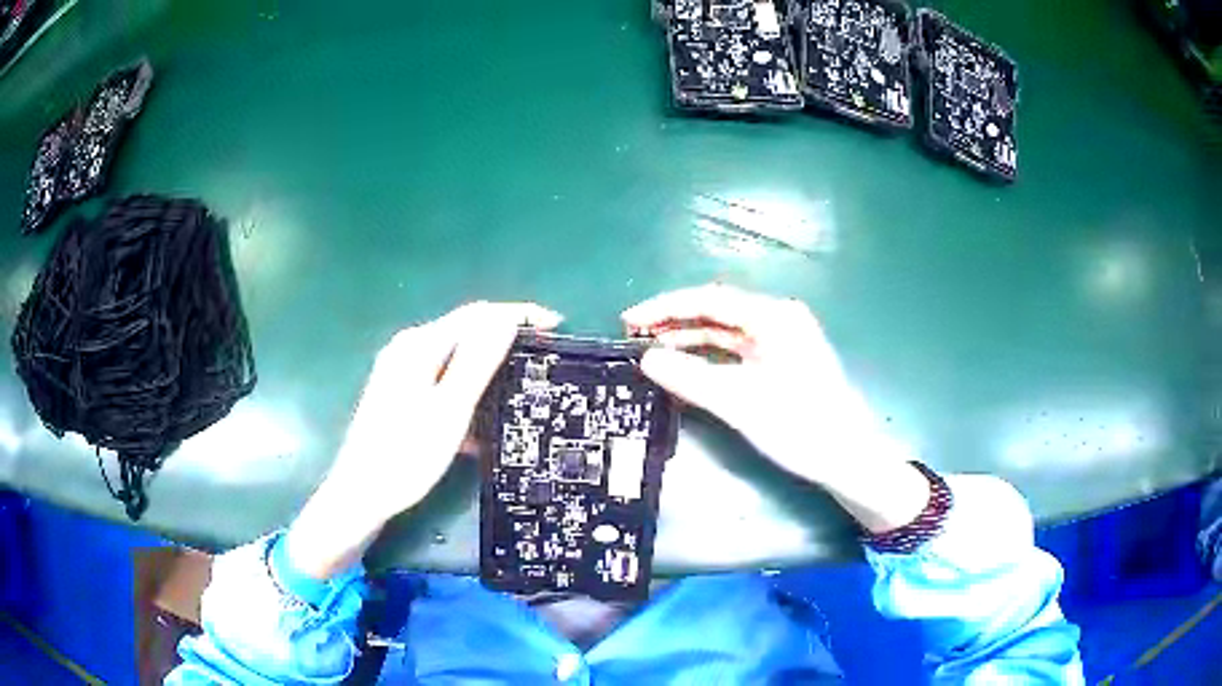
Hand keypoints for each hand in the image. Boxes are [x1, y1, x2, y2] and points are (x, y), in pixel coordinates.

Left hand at [287, 301, 561, 578]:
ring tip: (520, 390)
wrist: (362, 494)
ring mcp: (403, 372)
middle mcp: (409, 350)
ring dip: (488, 371)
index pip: (477, 314)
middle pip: (466, 334)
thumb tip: (506, 320)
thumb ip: (477, 362)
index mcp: (420, 346)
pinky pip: (444, 382)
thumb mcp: (449, 410)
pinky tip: (483, 421)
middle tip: (542, 358)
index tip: (555, 326)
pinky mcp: (402, 394)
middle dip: (506, 341)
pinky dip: (467, 394)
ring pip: (457, 361)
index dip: (518, 315)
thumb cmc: (406, 454)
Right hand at [623, 284, 926, 532]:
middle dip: (674, 323)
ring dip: (690, 340)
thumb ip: (690, 378)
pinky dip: (709, 358)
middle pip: (717, 312)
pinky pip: (737, 352)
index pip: (709, 300)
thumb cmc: (800, 426)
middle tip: (634, 338)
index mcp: (774, 316)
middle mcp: (778, 319)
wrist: (848, 459)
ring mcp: (782, 341)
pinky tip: (686, 368)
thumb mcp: (740, 403)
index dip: (665, 308)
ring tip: (652, 353)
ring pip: (725, 333)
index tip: (629, 322)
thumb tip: (646, 360)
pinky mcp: (781, 362)